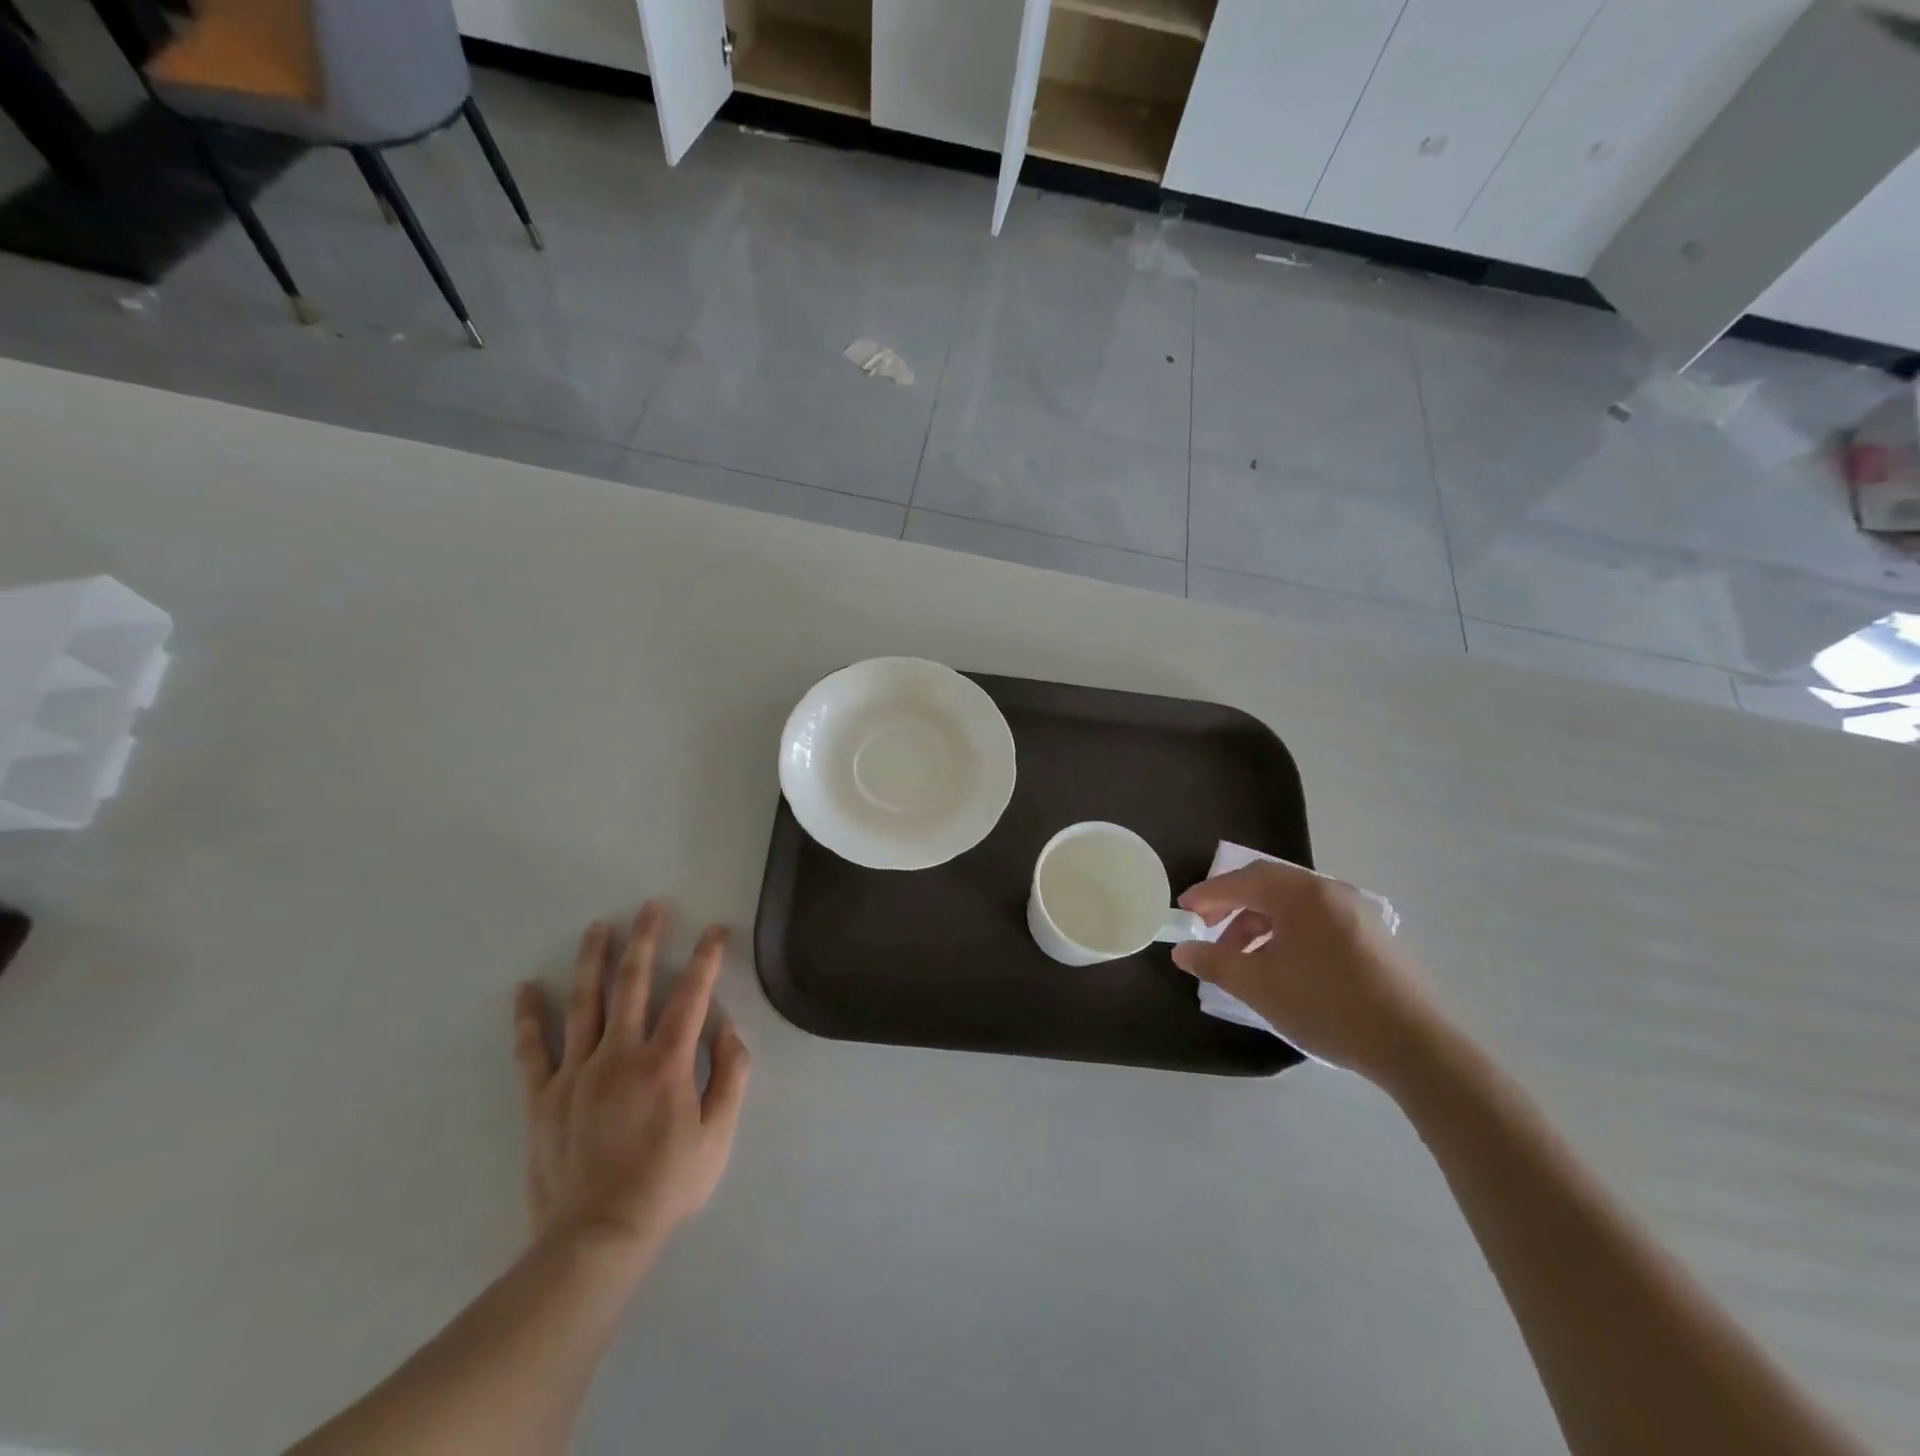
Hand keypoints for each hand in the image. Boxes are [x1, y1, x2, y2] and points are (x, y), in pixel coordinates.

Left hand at [513, 903, 750, 1275]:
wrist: (596, 1240)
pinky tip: (527, 988)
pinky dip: (529, 1017)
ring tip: (599, 926)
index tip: (716, 930)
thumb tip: (728, 1029)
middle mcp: (620, 1055)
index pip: (691, 995)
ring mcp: (577, 1073)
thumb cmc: (666, 1186)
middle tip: (652, 907)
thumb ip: (730, 1076)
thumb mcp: (718, 1135)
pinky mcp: (543, 1097)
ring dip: (593, 959)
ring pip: (585, 1002)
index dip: (706, 957)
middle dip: (645, 939)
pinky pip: (533, 1050)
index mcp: (666, 1063)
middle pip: (633, 983)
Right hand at [1172, 861, 1439, 1082]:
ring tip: (1243, 957)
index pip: (1241, 881)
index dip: (1207, 894)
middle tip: (1207, 928)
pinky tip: (1284, 965)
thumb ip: (1214, 962)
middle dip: (1232, 905)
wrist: (1414, 1045)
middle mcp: (1328, 890)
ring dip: (1259, 922)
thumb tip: (1183, 951)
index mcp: (1299, 893)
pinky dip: (1288, 931)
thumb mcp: (1258, 986)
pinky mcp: (1373, 934)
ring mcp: (1355, 911)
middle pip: (1268, 885)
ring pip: (1293, 904)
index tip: (1182, 911)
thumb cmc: (1326, 1005)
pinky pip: (1316, 919)